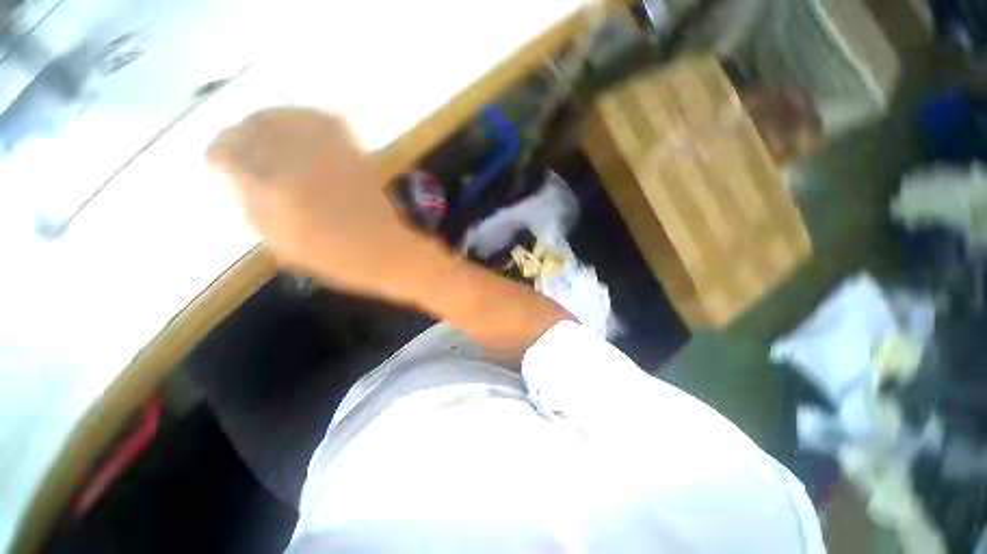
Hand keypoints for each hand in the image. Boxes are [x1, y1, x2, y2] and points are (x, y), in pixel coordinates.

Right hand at [207, 107, 439, 298]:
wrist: (388, 253)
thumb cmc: (337, 260)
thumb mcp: (283, 244)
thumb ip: (253, 206)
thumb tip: (237, 177)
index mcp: (276, 193)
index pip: (230, 154)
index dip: (219, 152)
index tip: (218, 159)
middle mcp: (300, 166)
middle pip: (256, 127)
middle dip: (240, 131)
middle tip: (238, 141)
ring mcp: (332, 157)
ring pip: (289, 116)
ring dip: (270, 119)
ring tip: (264, 129)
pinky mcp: (357, 157)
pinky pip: (327, 122)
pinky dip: (306, 116)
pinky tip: (300, 126)